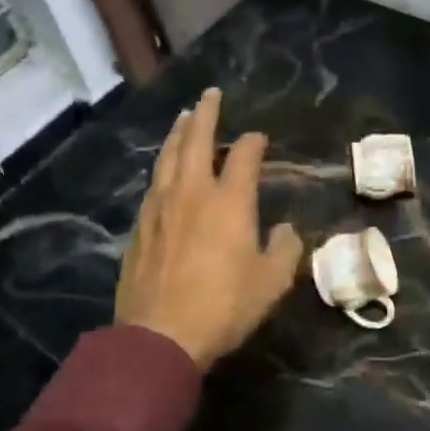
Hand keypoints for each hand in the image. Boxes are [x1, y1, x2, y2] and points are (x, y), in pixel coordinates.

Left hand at [116, 88, 304, 369]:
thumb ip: (286, 250)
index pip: (244, 156)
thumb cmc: (223, 307)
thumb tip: (288, 229)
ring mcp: (161, 207)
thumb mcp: (271, 283)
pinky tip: (164, 168)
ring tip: (184, 117)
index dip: (254, 142)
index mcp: (229, 201)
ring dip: (178, 133)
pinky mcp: (141, 226)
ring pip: (168, 157)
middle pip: (196, 140)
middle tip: (210, 94)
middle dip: (206, 114)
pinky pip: (154, 183)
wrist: (159, 336)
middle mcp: (192, 192)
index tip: (260, 138)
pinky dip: (163, 165)